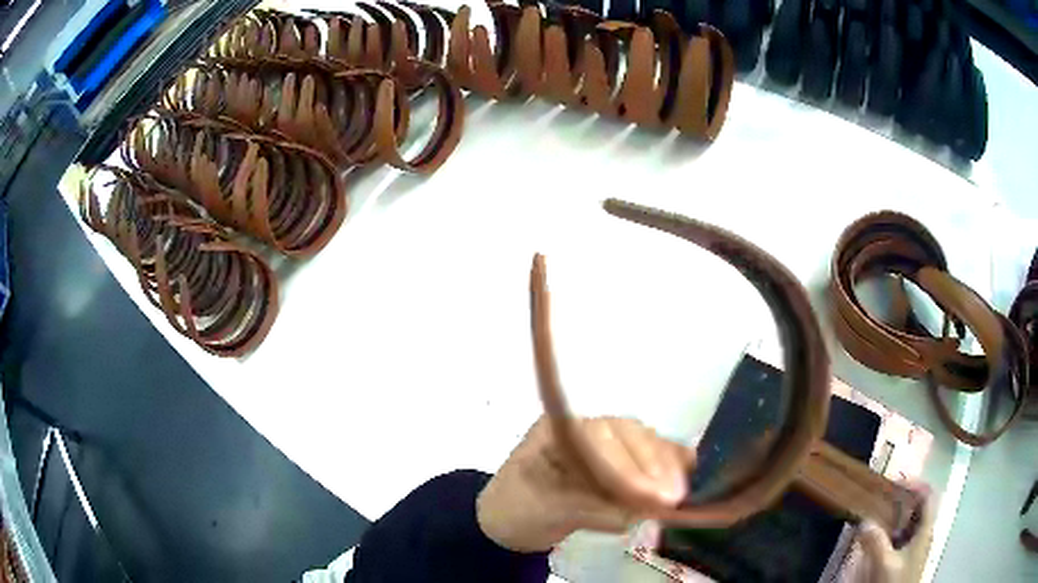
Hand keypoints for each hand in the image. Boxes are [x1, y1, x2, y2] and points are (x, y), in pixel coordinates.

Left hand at [476, 416, 694, 552]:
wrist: (513, 519)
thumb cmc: (518, 508)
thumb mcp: (544, 509)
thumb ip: (588, 507)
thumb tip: (633, 514)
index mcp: (558, 428)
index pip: (597, 437)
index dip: (625, 466)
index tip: (648, 495)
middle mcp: (588, 427)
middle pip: (629, 435)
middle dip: (653, 467)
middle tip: (673, 498)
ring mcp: (608, 442)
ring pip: (645, 442)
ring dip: (666, 467)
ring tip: (680, 495)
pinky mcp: (623, 459)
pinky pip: (652, 455)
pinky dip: (671, 463)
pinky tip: (688, 472)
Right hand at [854, 483, 934, 582]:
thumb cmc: (896, 581)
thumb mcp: (884, 564)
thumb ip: (876, 542)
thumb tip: (864, 521)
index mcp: (925, 529)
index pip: (927, 495)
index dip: (915, 484)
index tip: (894, 482)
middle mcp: (923, 534)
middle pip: (917, 508)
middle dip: (899, 502)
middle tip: (880, 501)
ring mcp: (915, 548)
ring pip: (907, 524)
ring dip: (892, 519)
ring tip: (874, 520)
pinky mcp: (906, 560)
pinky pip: (900, 539)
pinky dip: (889, 535)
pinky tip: (876, 543)